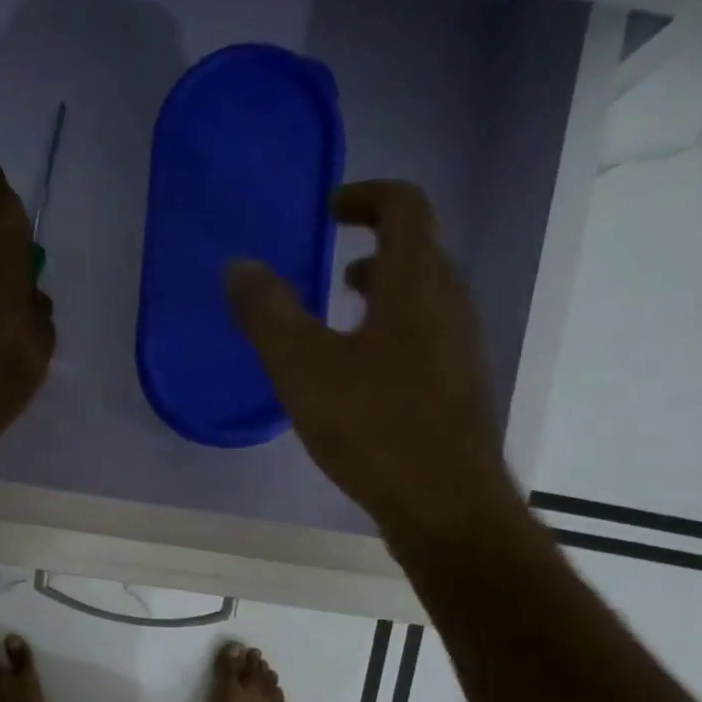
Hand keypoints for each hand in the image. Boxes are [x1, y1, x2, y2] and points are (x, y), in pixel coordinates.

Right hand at [226, 181, 520, 551]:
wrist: (445, 504)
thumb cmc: (374, 427)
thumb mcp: (304, 369)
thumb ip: (268, 315)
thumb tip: (240, 266)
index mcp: (415, 283)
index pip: (404, 207)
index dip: (366, 196)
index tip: (330, 209)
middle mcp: (449, 305)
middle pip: (419, 253)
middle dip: (375, 250)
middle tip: (332, 270)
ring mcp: (461, 351)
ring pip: (424, 302)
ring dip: (385, 298)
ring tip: (341, 325)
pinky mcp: (459, 393)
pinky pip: (426, 343)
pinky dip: (393, 338)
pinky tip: (361, 385)